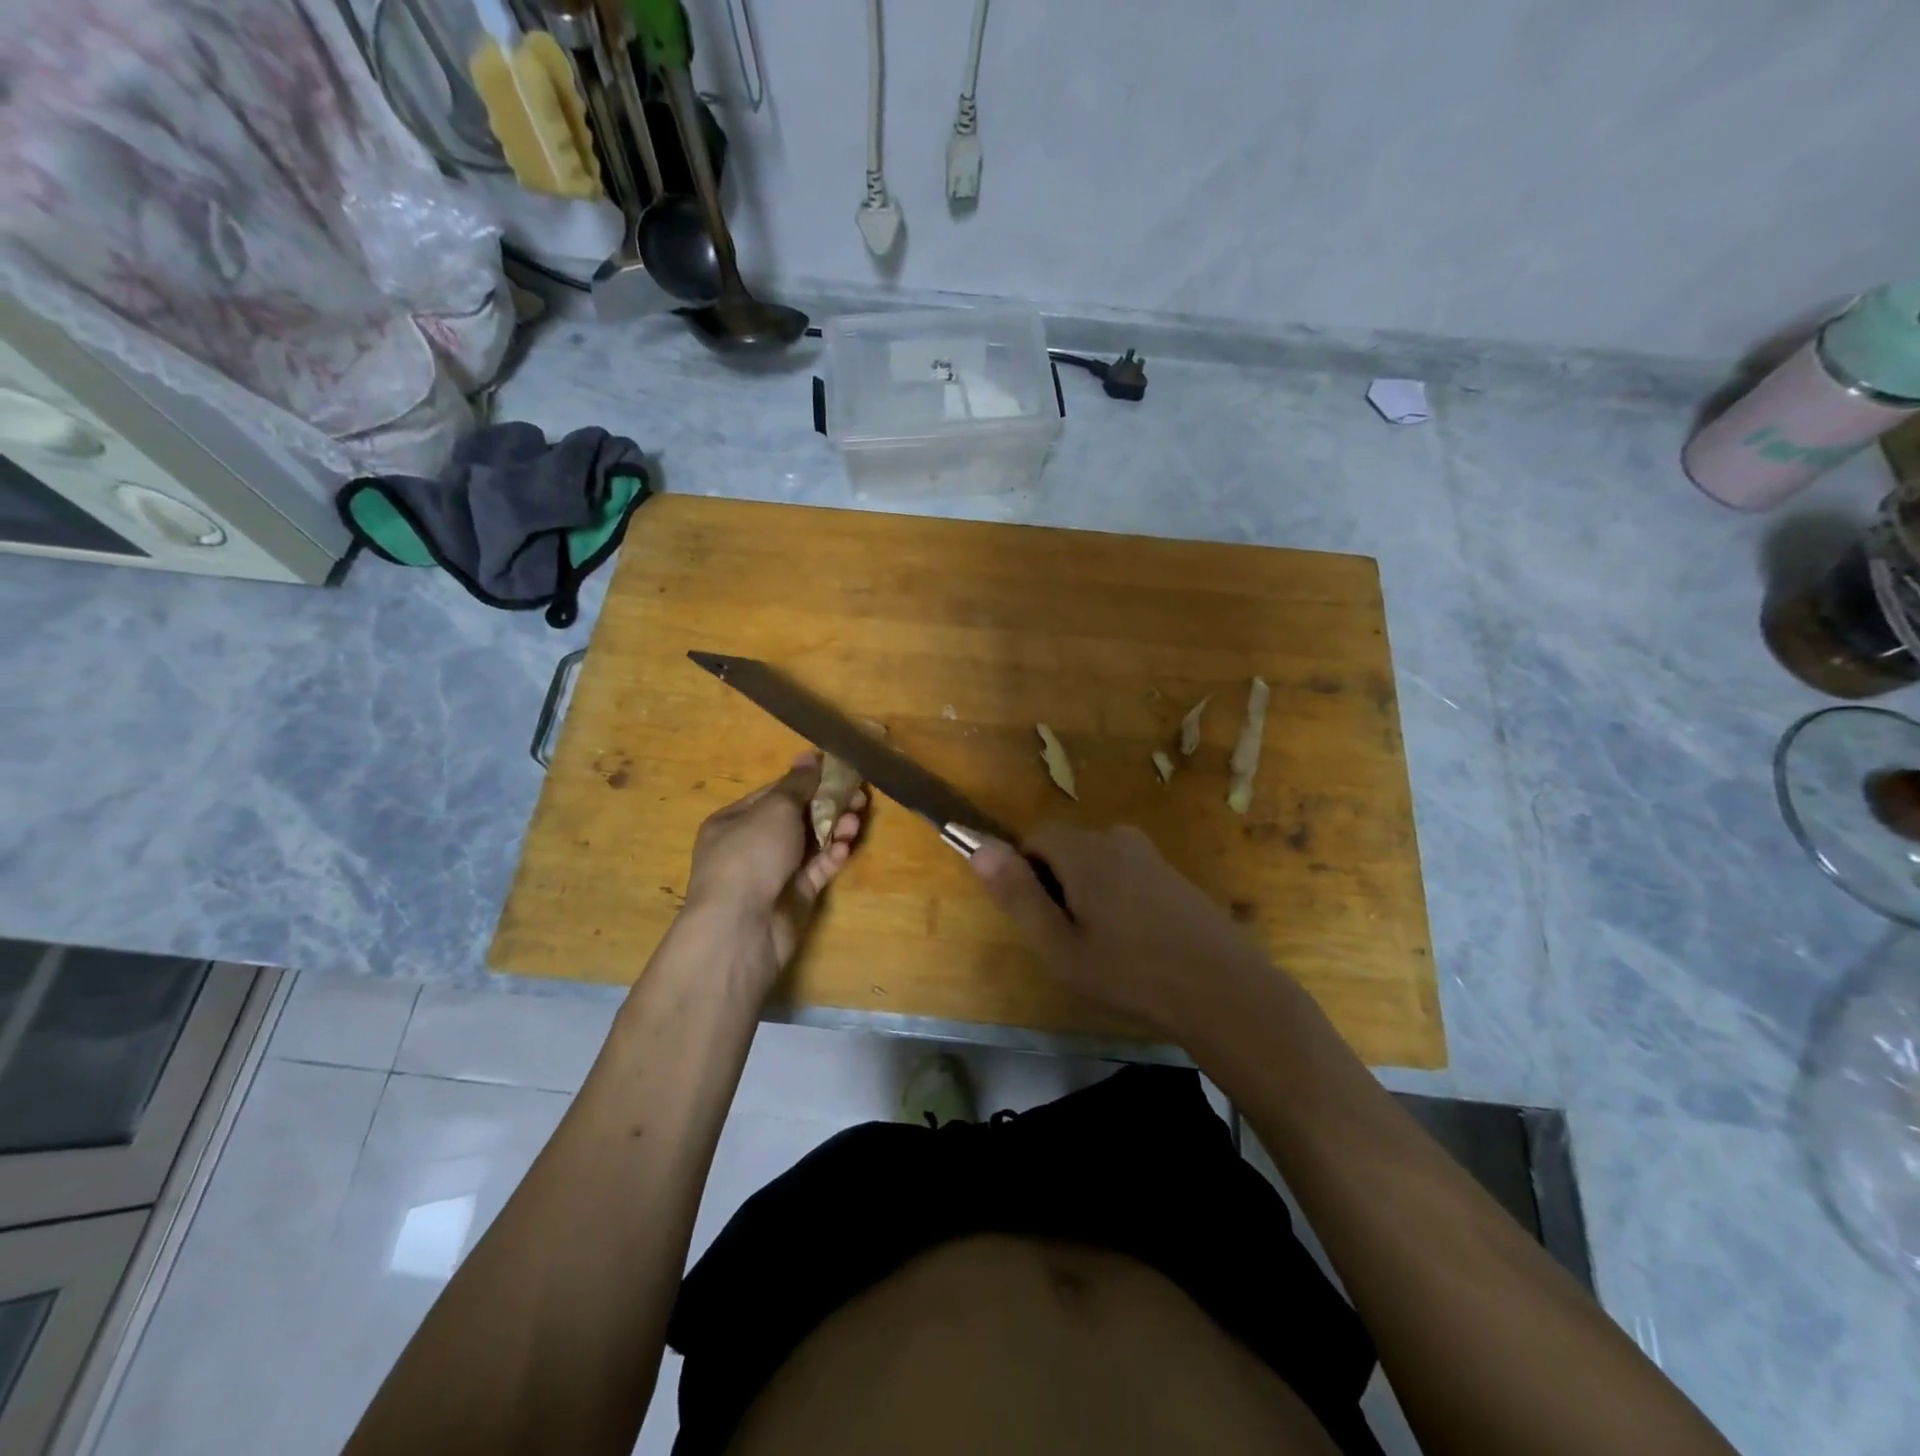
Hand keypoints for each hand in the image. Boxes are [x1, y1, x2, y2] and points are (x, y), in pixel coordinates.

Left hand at [682, 754, 864, 994]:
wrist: (742, 927)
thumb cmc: (751, 855)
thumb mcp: (775, 809)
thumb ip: (798, 783)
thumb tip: (809, 755)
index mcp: (735, 819)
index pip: (777, 793)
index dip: (809, 780)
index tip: (840, 770)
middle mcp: (753, 844)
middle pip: (799, 817)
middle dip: (829, 805)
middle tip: (860, 797)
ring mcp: (774, 872)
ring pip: (811, 843)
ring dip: (835, 829)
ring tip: (856, 821)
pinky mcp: (794, 896)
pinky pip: (817, 870)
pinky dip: (831, 857)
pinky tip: (844, 849)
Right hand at [969, 824, 1272, 1037]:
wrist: (1225, 992)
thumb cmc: (1131, 974)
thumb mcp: (1060, 946)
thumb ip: (1017, 895)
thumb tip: (979, 847)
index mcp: (1086, 851)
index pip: (1035, 838)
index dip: (1025, 875)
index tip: (1039, 918)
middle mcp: (1117, 839)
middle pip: (1066, 849)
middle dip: (1057, 885)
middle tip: (1071, 940)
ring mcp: (1151, 855)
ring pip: (1097, 863)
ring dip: (1087, 894)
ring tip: (1105, 947)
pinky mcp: (1174, 874)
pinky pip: (1126, 873)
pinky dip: (1117, 898)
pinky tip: (1137, 943)